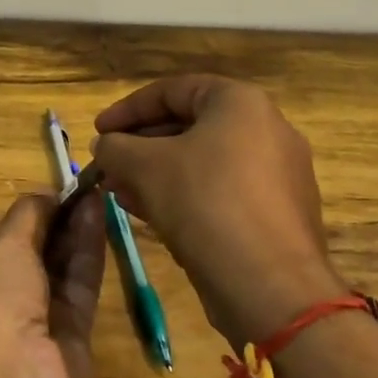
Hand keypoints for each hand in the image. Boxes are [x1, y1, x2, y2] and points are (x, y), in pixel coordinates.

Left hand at [0, 194, 105, 377]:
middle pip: (38, 253)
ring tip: (100, 193)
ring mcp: (40, 321)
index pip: (7, 242)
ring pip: (63, 268)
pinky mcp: (76, 337)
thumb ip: (28, 217)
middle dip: (60, 221)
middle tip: (88, 187)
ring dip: (79, 230)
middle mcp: (5, 300)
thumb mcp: (2, 246)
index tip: (60, 190)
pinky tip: (102, 216)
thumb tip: (47, 195)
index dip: (33, 216)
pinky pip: (83, 285)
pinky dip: (92, 251)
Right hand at [92, 75, 344, 348]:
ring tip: (121, 193)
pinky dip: (186, 196)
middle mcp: (267, 129)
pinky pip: (222, 192)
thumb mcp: (144, 166)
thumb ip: (115, 147)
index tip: (99, 131)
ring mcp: (278, 174)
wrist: (270, 286)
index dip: (127, 109)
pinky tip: (152, 215)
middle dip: (140, 146)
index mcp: (240, 103)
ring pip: (203, 163)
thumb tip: (104, 146)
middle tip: (108, 165)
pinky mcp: (278, 214)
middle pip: (189, 126)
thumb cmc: (204, 203)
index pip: (172, 91)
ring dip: (157, 174)